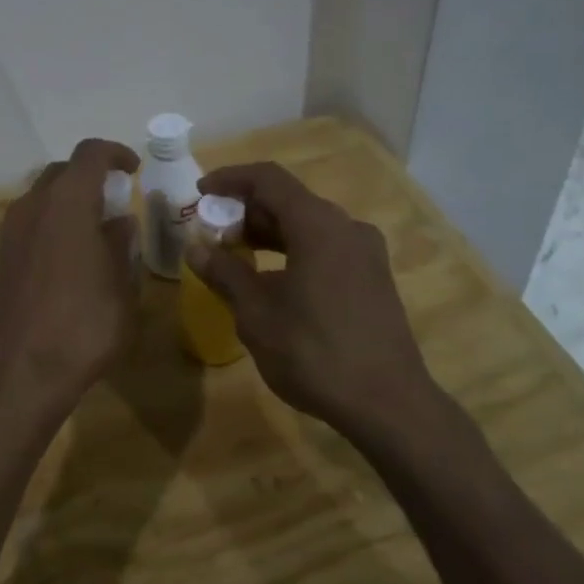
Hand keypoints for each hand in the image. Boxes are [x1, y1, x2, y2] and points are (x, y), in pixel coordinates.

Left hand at [0, 138, 141, 422]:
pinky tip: (67, 256)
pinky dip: (50, 224)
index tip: (133, 168)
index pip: (90, 154)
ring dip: (68, 202)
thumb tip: (119, 223)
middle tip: (115, 199)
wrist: (23, 372)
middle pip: (62, 172)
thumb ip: (122, 245)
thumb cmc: (84, 326)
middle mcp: (33, 206)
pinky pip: (28, 224)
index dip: (115, 153)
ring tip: (93, 229)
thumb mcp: (122, 286)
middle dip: (90, 177)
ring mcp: (10, 232)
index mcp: (68, 203)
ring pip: (41, 197)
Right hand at [185, 162, 438, 440]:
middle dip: (246, 210)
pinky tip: (272, 279)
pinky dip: (293, 250)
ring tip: (235, 255)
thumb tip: (196, 248)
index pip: (268, 179)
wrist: (388, 404)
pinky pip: (325, 246)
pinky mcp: (373, 276)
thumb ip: (224, 273)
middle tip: (213, 233)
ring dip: (269, 232)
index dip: (230, 179)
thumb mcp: (257, 314)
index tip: (201, 193)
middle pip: (289, 200)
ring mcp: (365, 252)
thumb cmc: (314, 353)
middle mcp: (346, 227)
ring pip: (308, 225)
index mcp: (318, 225)